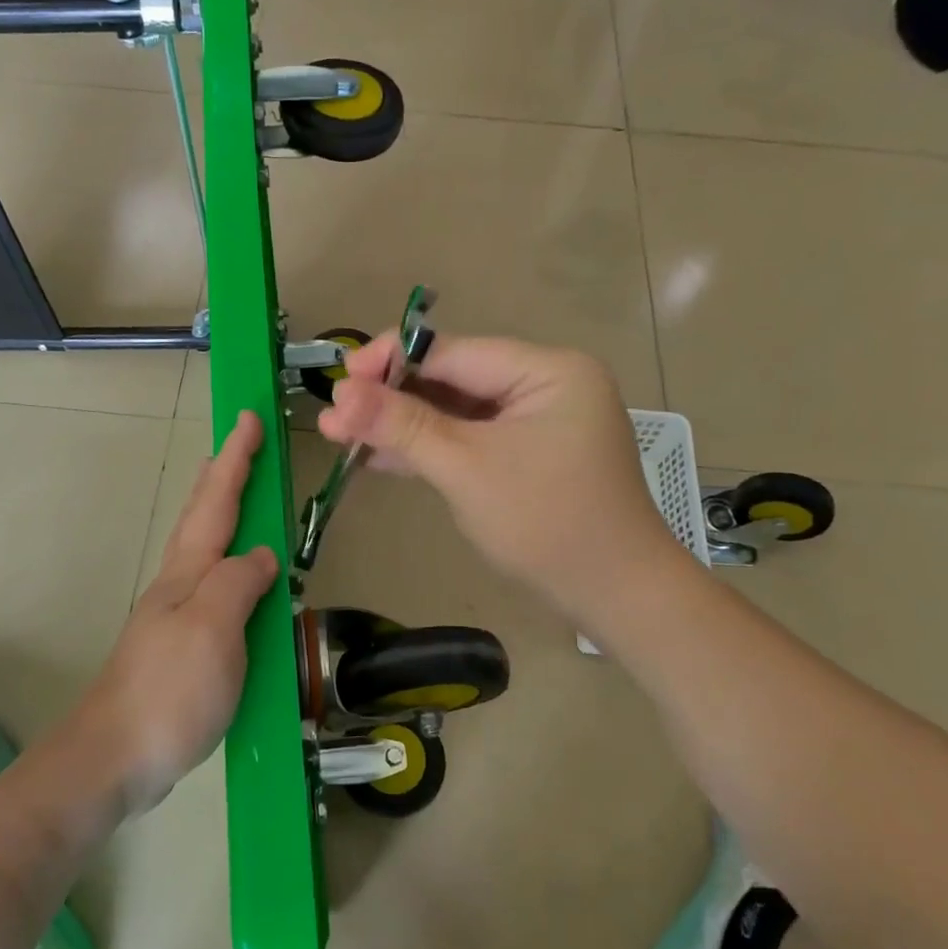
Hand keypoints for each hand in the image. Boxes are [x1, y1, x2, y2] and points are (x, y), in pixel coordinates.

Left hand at [70, 412, 279, 814]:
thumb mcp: (212, 629)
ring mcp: (176, 618)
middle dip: (222, 477)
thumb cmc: (167, 691)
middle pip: (202, 518)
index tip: (249, 418)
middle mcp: (179, 586)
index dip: (235, 459)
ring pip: (204, 551)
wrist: (114, 759)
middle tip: (237, 446)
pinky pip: (213, 590)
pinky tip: (236, 582)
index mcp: (188, 573)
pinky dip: (228, 567)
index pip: (217, 502)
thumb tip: (262, 556)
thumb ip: (239, 583)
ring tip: (239, 499)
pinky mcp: (181, 651)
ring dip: (221, 515)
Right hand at [317, 334, 683, 626]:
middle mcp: (545, 385)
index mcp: (546, 370)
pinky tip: (380, 457)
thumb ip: (403, 426)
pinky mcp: (528, 456)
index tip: (338, 380)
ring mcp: (537, 423)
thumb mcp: (466, 468)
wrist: (614, 595)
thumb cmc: (546, 524)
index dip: (390, 362)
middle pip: (452, 380)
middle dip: (391, 400)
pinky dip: (431, 449)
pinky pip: (471, 440)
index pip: (453, 352)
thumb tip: (339, 396)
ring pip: (457, 413)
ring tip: (342, 437)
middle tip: (333, 417)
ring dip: (403, 427)